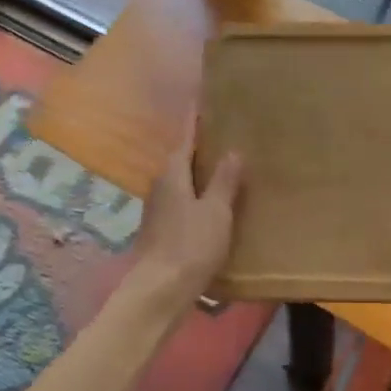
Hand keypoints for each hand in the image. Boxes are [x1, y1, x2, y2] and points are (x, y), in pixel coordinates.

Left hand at [129, 119, 242, 308]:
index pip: (185, 138)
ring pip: (181, 182)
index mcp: (173, 174)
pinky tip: (212, 204)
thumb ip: (224, 180)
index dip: (195, 120)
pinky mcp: (161, 230)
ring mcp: (158, 209)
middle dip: (199, 147)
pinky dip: (197, 196)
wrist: (160, 290)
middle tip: (223, 134)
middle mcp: (160, 186)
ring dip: (198, 173)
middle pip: (181, 159)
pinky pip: (182, 202)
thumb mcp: (216, 211)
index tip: (201, 100)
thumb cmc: (191, 245)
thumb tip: (233, 150)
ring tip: (223, 168)